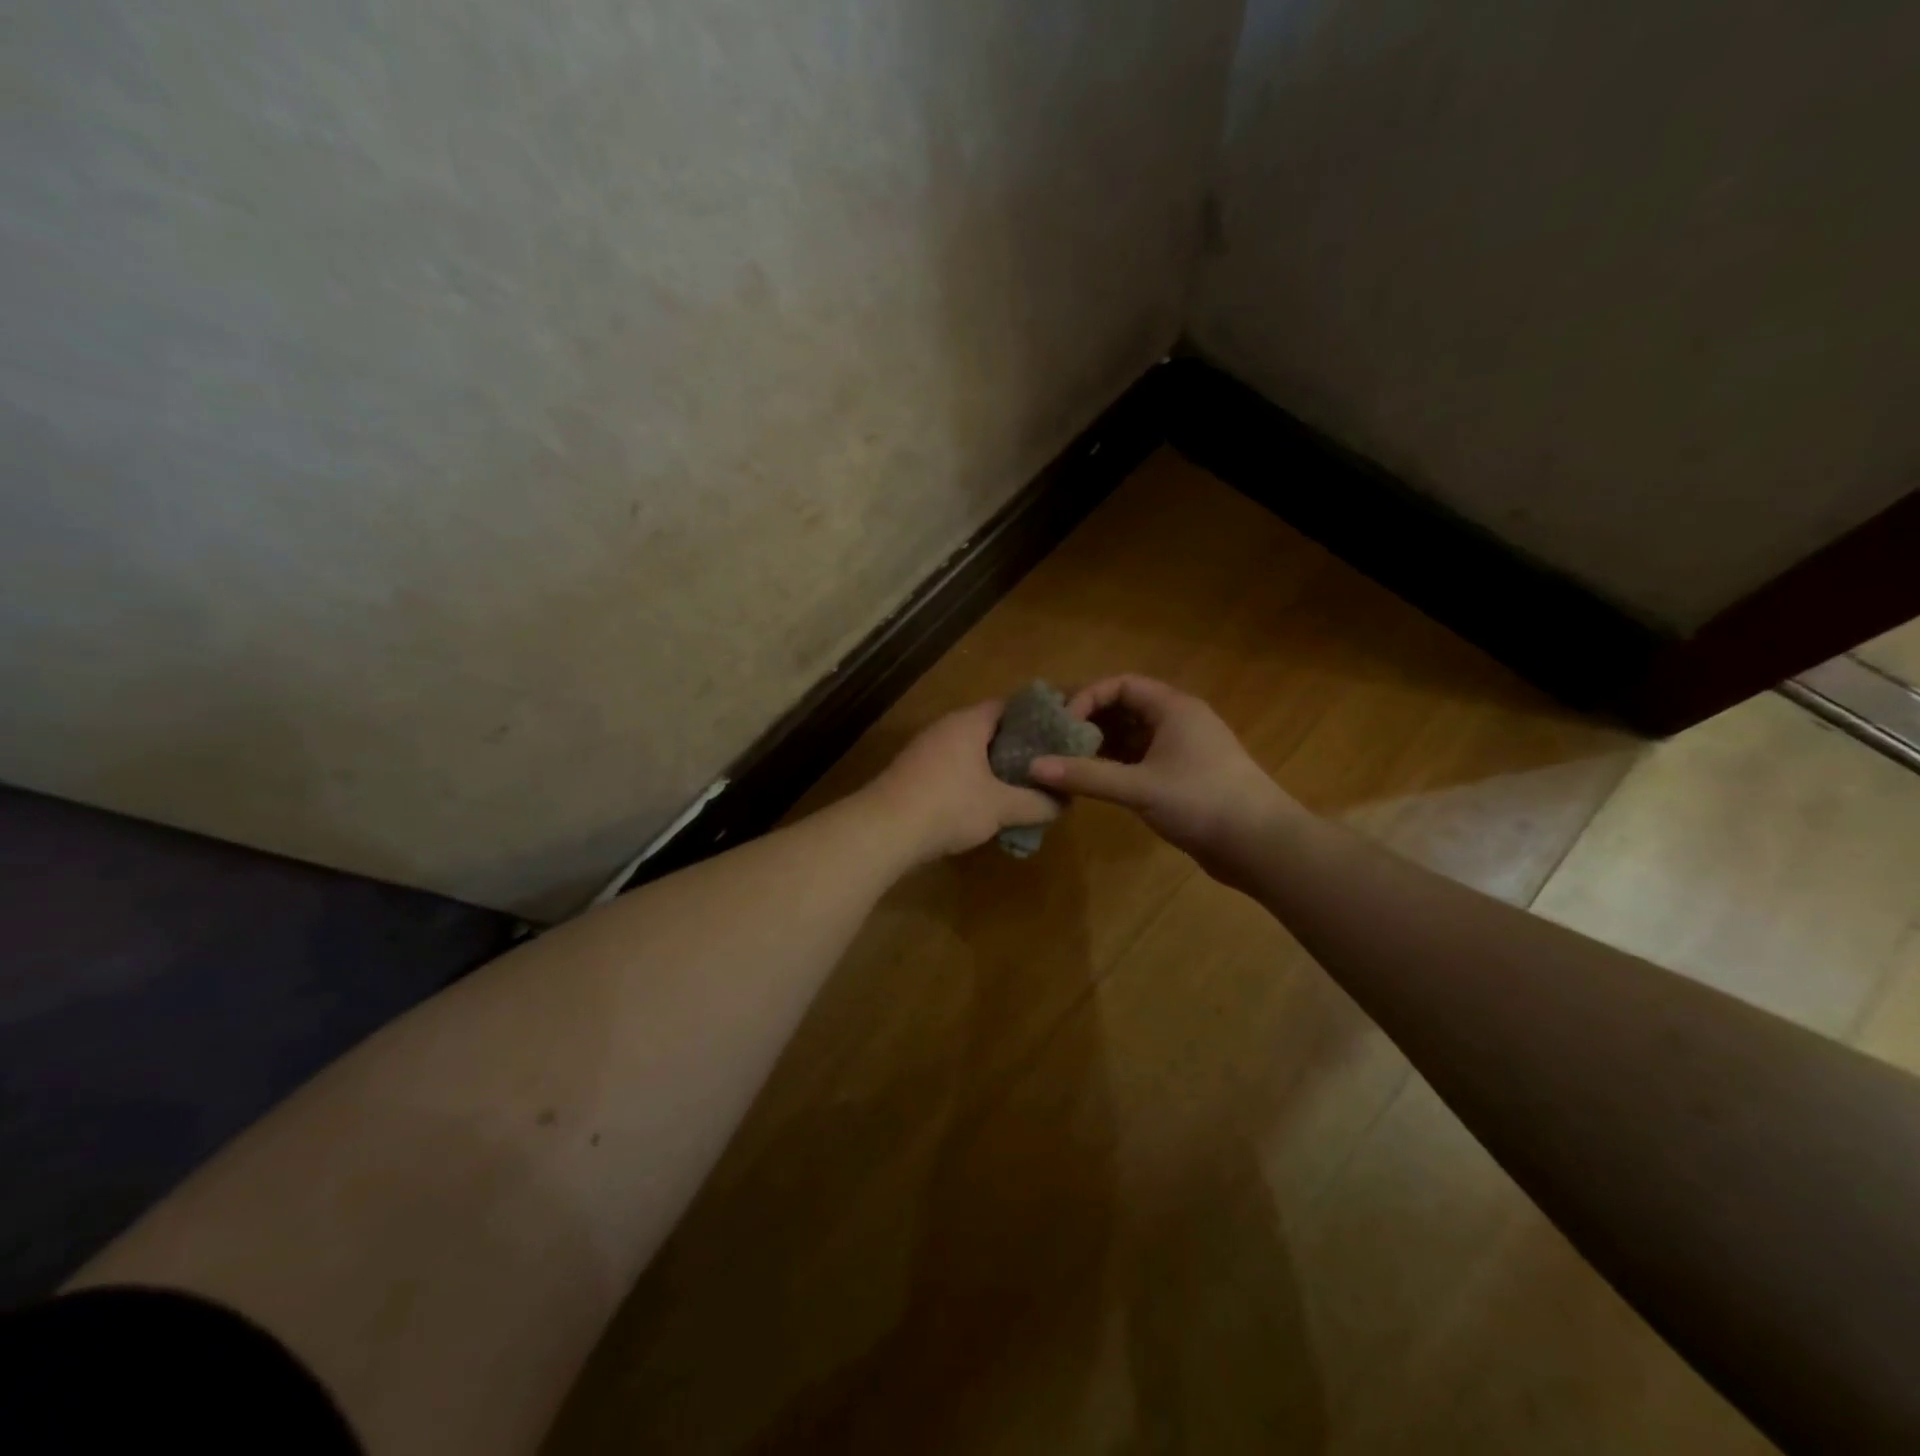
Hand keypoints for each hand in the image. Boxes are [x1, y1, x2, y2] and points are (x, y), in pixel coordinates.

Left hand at [866, 701, 1059, 863]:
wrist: (884, 830)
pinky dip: (975, 781)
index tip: (1062, 733)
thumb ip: (1037, 802)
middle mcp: (946, 728)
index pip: (1011, 706)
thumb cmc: (948, 806)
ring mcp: (926, 751)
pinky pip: (955, 770)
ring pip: (972, 752)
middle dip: (1020, 747)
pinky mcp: (915, 775)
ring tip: (1025, 786)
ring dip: (996, 767)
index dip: (1039, 717)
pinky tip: (990, 804)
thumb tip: (1065, 802)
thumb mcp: (1001, 807)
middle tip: (1049, 764)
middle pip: (991, 729)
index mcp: (969, 722)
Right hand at [1029, 676, 1299, 880]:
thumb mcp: (1139, 787)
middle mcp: (1178, 721)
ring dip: (1101, 745)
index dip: (1088, 697)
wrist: (1260, 844)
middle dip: (1089, 721)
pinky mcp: (1183, 777)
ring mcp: (1183, 750)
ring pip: (1132, 736)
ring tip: (1065, 760)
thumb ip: (1086, 775)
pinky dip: (1116, 766)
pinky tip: (1092, 781)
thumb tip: (1033, 767)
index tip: (1062, 724)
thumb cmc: (1202, 802)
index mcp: (1174, 708)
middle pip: (1125, 708)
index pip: (1121, 684)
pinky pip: (1141, 760)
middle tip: (1054, 739)